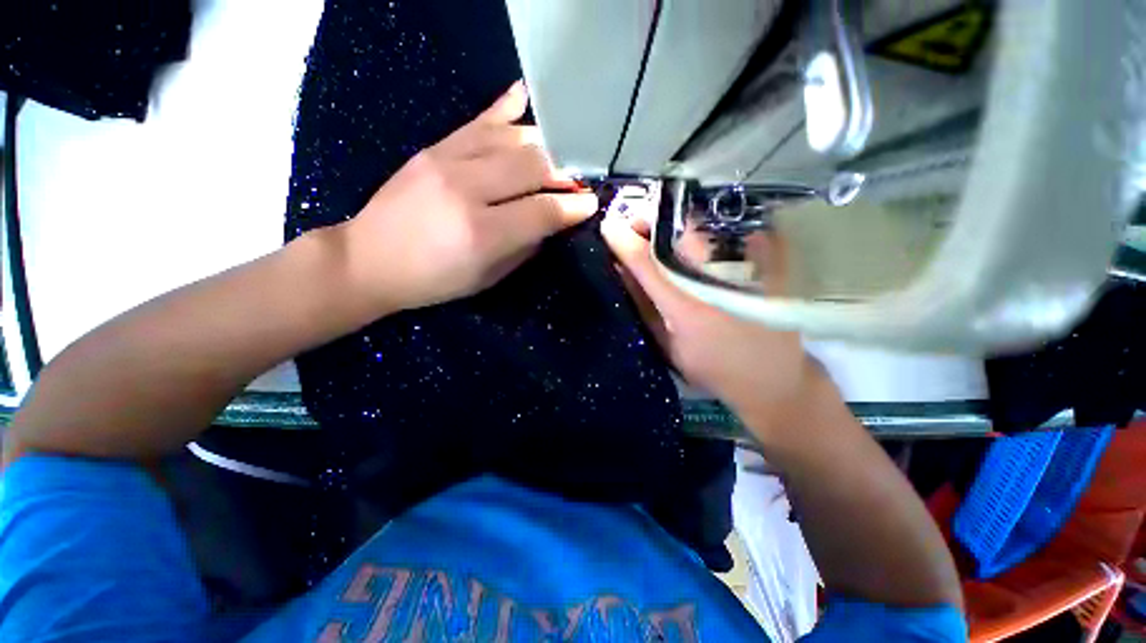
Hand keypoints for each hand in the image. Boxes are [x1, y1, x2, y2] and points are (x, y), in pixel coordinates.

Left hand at [340, 82, 598, 311]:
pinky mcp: (434, 147)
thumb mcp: (488, 277)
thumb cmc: (434, 280)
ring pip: (512, 140)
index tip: (592, 202)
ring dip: (544, 146)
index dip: (573, 206)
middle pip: (533, 166)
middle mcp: (467, 190)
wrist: (369, 258)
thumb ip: (525, 247)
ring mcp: (447, 161)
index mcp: (482, 233)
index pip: (542, 211)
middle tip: (578, 180)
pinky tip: (526, 96)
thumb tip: (552, 221)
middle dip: (564, 172)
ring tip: (561, 154)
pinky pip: (478, 120)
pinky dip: (506, 108)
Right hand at [600, 208, 824, 438]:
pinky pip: (723, 233)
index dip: (623, 240)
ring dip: (671, 228)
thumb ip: (642, 306)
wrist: (772, 376)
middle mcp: (714, 279)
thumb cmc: (710, 367)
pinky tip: (693, 248)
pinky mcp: (763, 261)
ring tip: (659, 239)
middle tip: (635, 232)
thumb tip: (620, 270)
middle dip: (648, 223)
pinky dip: (700, 234)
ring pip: (698, 227)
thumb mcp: (666, 345)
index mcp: (685, 306)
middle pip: (675, 231)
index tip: (608, 228)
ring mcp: (742, 266)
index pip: (646, 261)